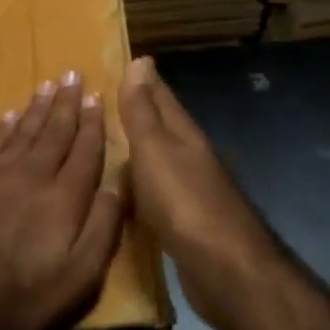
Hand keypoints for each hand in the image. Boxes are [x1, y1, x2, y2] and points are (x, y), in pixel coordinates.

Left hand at [0, 73, 127, 329]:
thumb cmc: (23, 297)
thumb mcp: (80, 276)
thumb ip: (104, 225)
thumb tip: (121, 180)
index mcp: (64, 196)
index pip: (85, 150)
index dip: (93, 123)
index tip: (98, 97)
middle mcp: (32, 175)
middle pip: (54, 132)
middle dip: (67, 104)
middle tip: (73, 75)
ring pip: (22, 131)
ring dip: (37, 108)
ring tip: (48, 86)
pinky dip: (4, 127)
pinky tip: (10, 116)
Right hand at [119, 56, 279, 327]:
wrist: (225, 269)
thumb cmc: (185, 201)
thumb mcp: (155, 149)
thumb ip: (143, 110)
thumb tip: (141, 60)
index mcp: (183, 135)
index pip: (160, 96)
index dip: (142, 79)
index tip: (122, 60)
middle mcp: (190, 157)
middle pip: (161, 126)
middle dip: (138, 110)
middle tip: (104, 100)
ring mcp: (190, 190)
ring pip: (159, 159)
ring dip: (137, 148)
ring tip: (106, 142)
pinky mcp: (185, 222)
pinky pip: (156, 192)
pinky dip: (140, 184)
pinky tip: (126, 191)